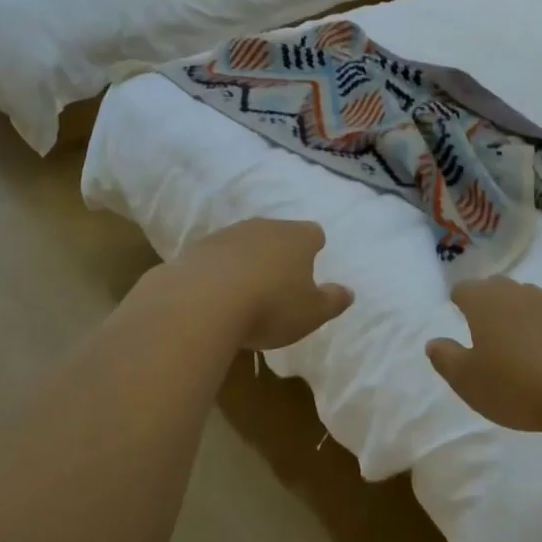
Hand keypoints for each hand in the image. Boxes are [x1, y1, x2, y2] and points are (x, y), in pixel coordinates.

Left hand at [175, 219, 353, 350]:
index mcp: (297, 238)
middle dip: (279, 252)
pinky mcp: (194, 250)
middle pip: (276, 233)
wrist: (200, 303)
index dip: (314, 247)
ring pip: (243, 243)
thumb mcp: (312, 313)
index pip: (313, 233)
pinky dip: (217, 272)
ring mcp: (225, 235)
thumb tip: (348, 291)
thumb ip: (333, 301)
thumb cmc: (270, 307)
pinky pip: (214, 258)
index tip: (311, 265)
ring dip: (246, 261)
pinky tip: (215, 296)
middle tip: (280, 281)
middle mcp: (262, 227)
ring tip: (245, 292)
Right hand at [426, 277, 541, 433]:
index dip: (458, 300)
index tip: (455, 313)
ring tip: (511, 337)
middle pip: (496, 287)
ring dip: (514, 311)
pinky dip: (539, 327)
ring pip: (524, 298)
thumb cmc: (516, 386)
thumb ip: (445, 358)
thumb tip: (434, 342)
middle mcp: (517, 294)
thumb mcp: (467, 380)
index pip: (464, 288)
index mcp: (486, 303)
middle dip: (485, 300)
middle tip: (480, 324)